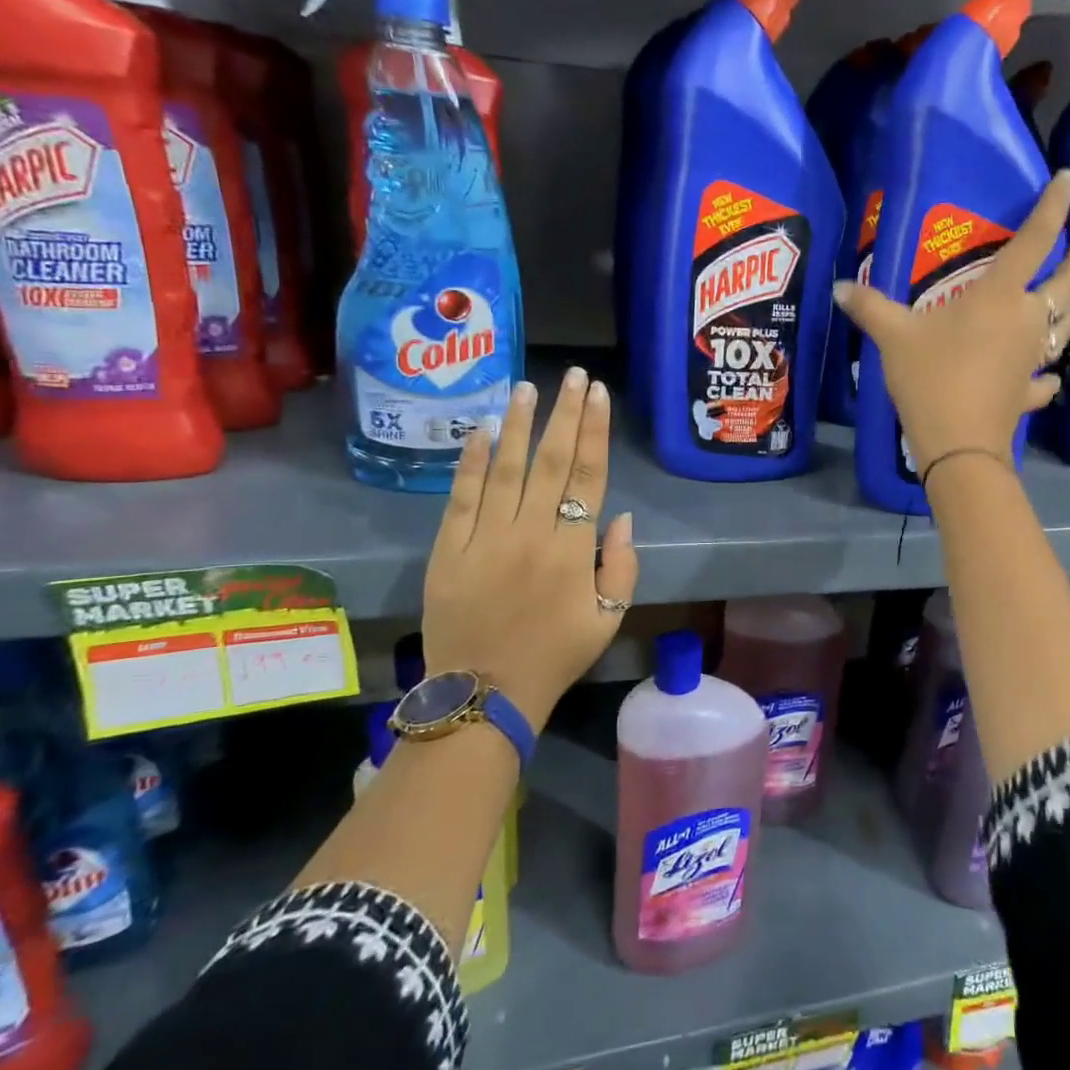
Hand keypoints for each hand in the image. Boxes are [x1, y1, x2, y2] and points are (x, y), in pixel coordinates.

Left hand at [422, 368, 637, 730]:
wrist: (484, 693)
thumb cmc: (555, 655)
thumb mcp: (608, 619)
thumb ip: (622, 566)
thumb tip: (618, 515)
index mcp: (572, 550)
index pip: (588, 476)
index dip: (595, 432)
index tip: (599, 395)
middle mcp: (530, 533)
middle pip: (552, 462)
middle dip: (565, 414)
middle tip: (574, 375)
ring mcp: (485, 539)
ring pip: (506, 470)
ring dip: (520, 425)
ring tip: (528, 387)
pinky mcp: (448, 550)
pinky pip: (461, 497)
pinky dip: (471, 462)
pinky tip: (481, 430)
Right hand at [830, 170, 1069, 472]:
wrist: (958, 445)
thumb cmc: (931, 379)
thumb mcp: (894, 338)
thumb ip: (870, 308)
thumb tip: (838, 287)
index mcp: (1000, 296)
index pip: (1035, 240)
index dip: (1054, 206)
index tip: (1069, 178)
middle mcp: (1027, 320)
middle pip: (1068, 283)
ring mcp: (1033, 359)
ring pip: (1065, 327)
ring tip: (1064, 298)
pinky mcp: (1028, 393)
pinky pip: (1046, 378)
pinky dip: (1048, 374)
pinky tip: (1045, 376)